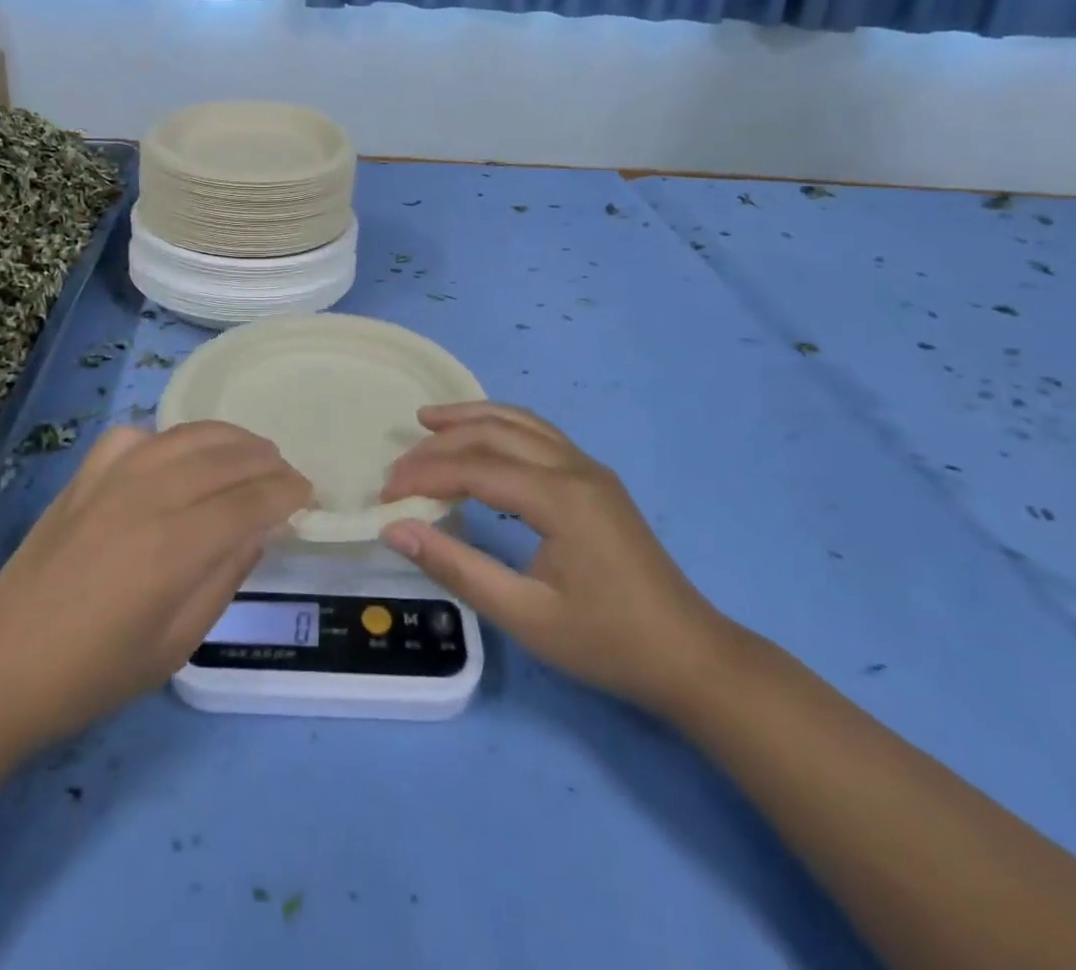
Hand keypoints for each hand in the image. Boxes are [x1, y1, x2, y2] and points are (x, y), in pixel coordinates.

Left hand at [0, 422, 310, 754]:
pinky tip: (176, 457)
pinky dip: (169, 438)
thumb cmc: (94, 673)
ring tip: (252, 452)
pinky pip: (139, 436)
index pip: (251, 500)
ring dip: (230, 438)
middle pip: (226, 458)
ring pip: (188, 435)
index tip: (308, 496)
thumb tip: (259, 531)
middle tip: (287, 475)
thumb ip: (225, 579)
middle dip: (267, 461)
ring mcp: (113, 477)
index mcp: (175, 547)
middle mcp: (149, 496)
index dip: (287, 492)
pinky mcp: (85, 474)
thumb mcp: (176, 644)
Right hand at [379, 402, 731, 718]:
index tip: (386, 495)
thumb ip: (456, 567)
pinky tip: (483, 439)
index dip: (425, 475)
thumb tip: (395, 530)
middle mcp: (574, 468)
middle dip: (440, 443)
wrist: (690, 657)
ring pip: (520, 423)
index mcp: (559, 497)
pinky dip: (501, 428)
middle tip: (398, 465)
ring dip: (471, 418)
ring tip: (428, 420)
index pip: (475, 467)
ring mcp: (589, 469)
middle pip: (494, 434)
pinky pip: (539, 435)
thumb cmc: (606, 642)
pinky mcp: (596, 479)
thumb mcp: (524, 615)